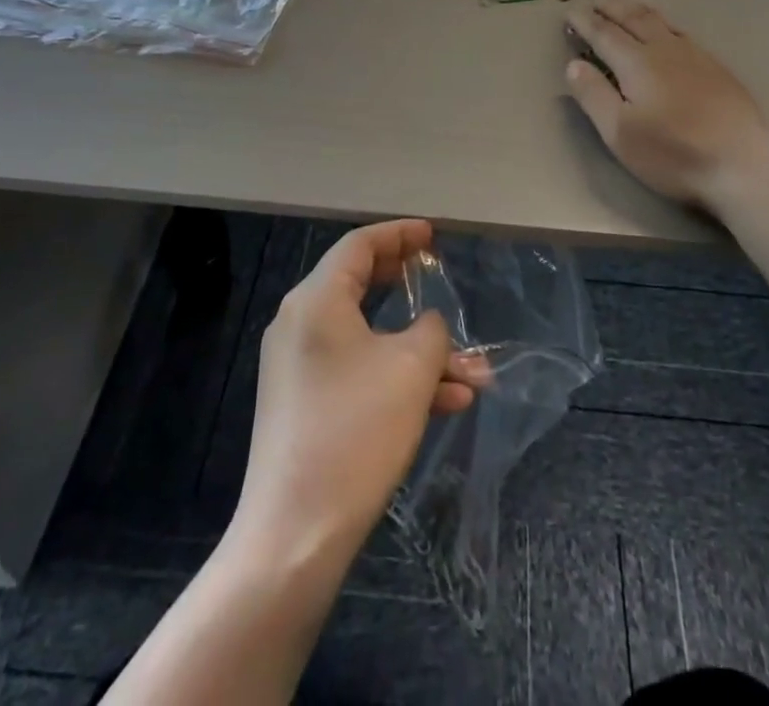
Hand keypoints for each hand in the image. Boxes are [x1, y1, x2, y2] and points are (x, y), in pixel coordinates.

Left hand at [236, 219, 482, 559]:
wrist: (296, 534)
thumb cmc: (356, 431)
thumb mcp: (412, 369)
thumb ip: (431, 331)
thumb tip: (428, 325)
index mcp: (316, 300)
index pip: (359, 245)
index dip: (399, 235)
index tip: (432, 236)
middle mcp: (301, 324)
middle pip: (360, 285)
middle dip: (408, 285)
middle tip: (439, 277)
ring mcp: (299, 367)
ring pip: (368, 339)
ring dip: (419, 351)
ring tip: (472, 373)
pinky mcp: (304, 405)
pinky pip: (356, 372)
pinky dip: (397, 378)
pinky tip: (446, 403)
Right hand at [564, 0, 768, 206]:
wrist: (741, 164)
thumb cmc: (672, 152)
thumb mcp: (619, 132)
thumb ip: (594, 95)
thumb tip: (574, 64)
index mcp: (637, 63)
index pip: (604, 34)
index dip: (585, 22)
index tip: (570, 11)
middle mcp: (665, 50)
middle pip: (634, 19)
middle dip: (611, 7)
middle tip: (595, 0)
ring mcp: (695, 56)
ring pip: (661, 21)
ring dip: (638, 9)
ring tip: (626, 3)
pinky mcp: (716, 69)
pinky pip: (682, 33)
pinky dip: (664, 23)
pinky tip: (668, 31)